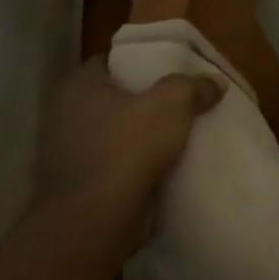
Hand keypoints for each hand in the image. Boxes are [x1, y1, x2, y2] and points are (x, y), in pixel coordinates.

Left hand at [35, 61, 222, 240]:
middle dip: (144, 99)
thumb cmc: (128, 146)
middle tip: (180, 98)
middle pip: (113, 97)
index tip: (170, 66)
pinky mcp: (77, 187)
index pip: (110, 60)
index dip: (140, 59)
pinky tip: (163, 165)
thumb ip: (194, 86)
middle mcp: (65, 116)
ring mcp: (66, 154)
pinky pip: (113, 164)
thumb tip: (213, 83)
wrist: (94, 220)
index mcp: (79, 87)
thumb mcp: (173, 101)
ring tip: (178, 133)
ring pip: (113, 133)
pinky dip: (134, 164)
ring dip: (140, 135)